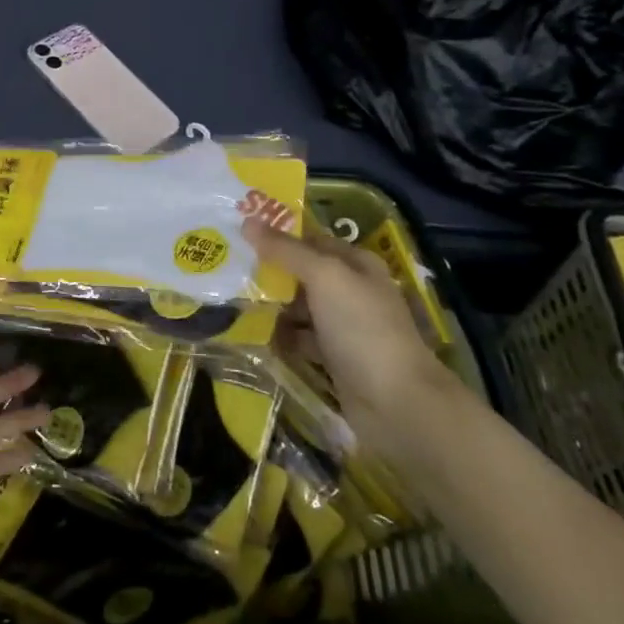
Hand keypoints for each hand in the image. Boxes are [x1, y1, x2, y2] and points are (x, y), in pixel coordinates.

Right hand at [244, 220, 448, 439]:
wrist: (395, 401)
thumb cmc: (362, 327)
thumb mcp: (324, 277)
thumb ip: (285, 250)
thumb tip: (247, 222)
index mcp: (356, 264)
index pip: (311, 240)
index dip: (279, 235)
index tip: (239, 234)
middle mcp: (352, 291)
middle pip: (303, 274)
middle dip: (270, 271)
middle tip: (228, 268)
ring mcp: (344, 326)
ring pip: (299, 307)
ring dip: (272, 305)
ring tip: (231, 300)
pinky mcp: (335, 358)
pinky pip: (300, 339)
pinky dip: (280, 337)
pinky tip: (253, 334)